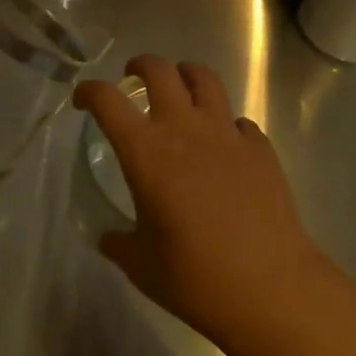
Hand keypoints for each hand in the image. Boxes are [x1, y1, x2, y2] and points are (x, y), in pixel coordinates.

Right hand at [74, 56, 324, 349]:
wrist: (273, 290)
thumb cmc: (196, 278)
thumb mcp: (142, 266)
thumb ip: (119, 243)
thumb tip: (108, 238)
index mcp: (145, 152)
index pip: (106, 100)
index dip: (88, 91)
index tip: (82, 101)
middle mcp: (183, 129)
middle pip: (159, 70)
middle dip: (140, 65)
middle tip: (133, 77)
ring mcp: (226, 134)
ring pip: (204, 78)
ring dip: (186, 75)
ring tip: (180, 87)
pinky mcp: (260, 149)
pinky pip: (239, 121)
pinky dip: (227, 124)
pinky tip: (225, 145)